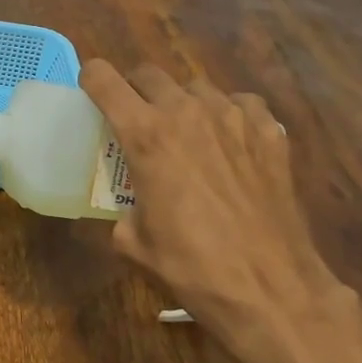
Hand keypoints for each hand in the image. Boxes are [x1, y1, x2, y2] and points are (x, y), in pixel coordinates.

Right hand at [79, 59, 361, 362]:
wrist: (270, 289)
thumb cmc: (192, 267)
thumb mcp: (134, 243)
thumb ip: (123, 210)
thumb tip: (131, 208)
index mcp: (145, 134)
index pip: (103, 79)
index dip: (91, 79)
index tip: (91, 93)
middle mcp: (186, 112)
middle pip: (148, 73)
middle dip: (135, 90)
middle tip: (136, 118)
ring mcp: (233, 117)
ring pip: (196, 87)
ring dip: (182, 102)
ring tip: (186, 133)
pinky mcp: (270, 132)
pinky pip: (241, 103)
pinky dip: (229, 114)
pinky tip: (230, 141)